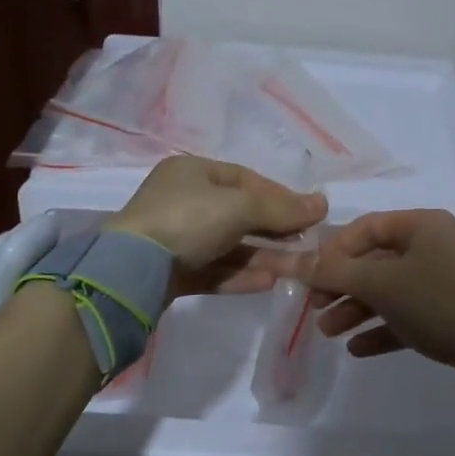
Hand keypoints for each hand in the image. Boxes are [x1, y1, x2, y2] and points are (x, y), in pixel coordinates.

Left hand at [107, 156, 326, 297]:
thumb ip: (281, 208)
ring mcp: (175, 238)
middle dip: (274, 230)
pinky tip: (268, 283)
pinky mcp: (172, 272)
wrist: (132, 270)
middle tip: (306, 244)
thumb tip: (323, 205)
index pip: (245, 179)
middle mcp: (183, 201)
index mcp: (192, 172)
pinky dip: (240, 275)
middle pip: (239, 214)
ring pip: (228, 246)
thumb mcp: (239, 206)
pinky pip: (214, 270)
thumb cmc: (187, 220)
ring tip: (294, 270)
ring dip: (262, 256)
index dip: (279, 195)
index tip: (308, 214)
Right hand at [301, 209, 454, 410]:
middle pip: (375, 260)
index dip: (334, 249)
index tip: (310, 275)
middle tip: (314, 307)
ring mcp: (443, 281)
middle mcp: (433, 246)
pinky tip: (357, 348)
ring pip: (389, 290)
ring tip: (328, 331)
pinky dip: (381, 328)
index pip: (366, 227)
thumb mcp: (382, 284)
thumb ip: (336, 272)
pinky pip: (406, 316)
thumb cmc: (440, 302)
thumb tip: (295, 262)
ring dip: (356, 309)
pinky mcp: (449, 314)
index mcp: (422, 225)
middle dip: (341, 285)